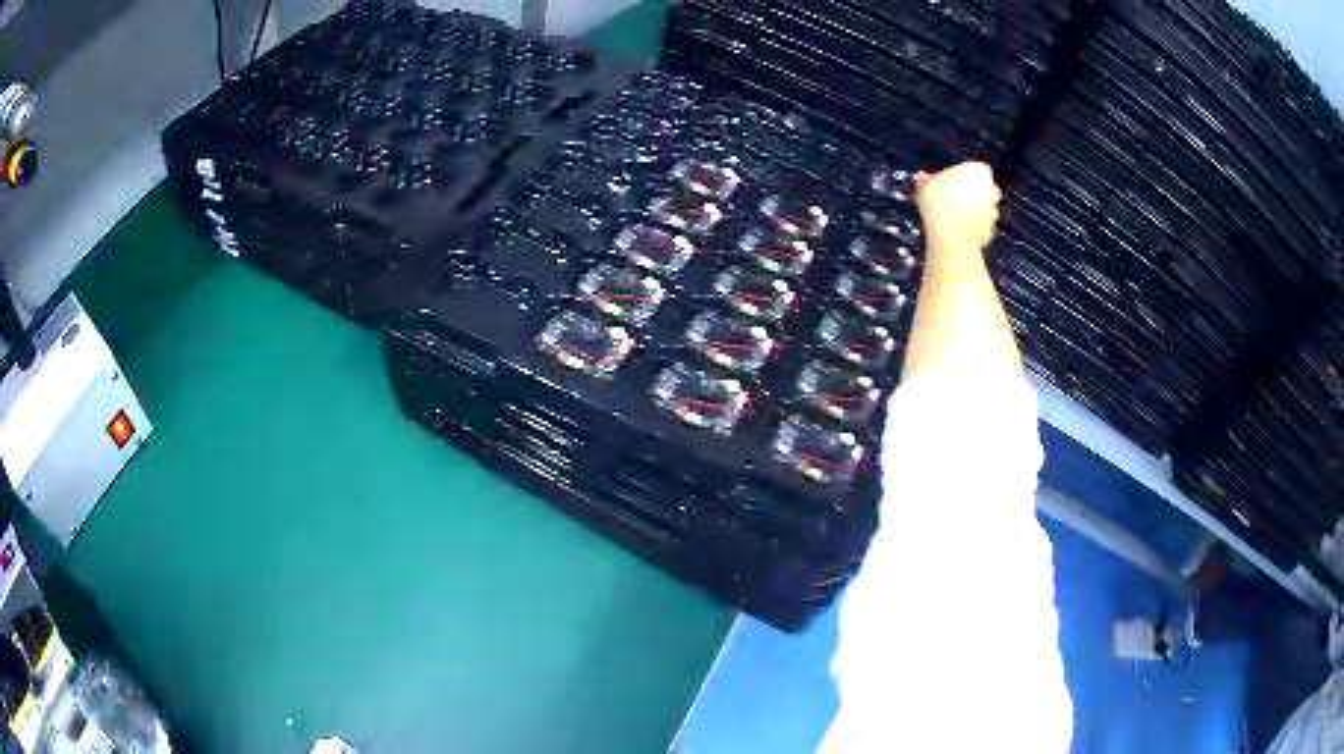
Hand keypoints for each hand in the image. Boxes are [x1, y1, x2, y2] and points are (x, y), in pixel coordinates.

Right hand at [914, 162, 1002, 252]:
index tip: (945, 181)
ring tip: (948, 215)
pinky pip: (979, 225)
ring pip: (981, 207)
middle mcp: (991, 189)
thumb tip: (922, 179)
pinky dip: (970, 227)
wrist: (951, 236)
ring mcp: (992, 211)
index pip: (973, 168)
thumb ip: (926, 180)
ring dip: (969, 210)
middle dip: (967, 193)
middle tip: (947, 198)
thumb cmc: (941, 206)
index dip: (958, 175)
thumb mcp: (925, 185)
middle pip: (981, 188)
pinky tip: (954, 228)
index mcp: (979, 170)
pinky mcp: (990, 231)